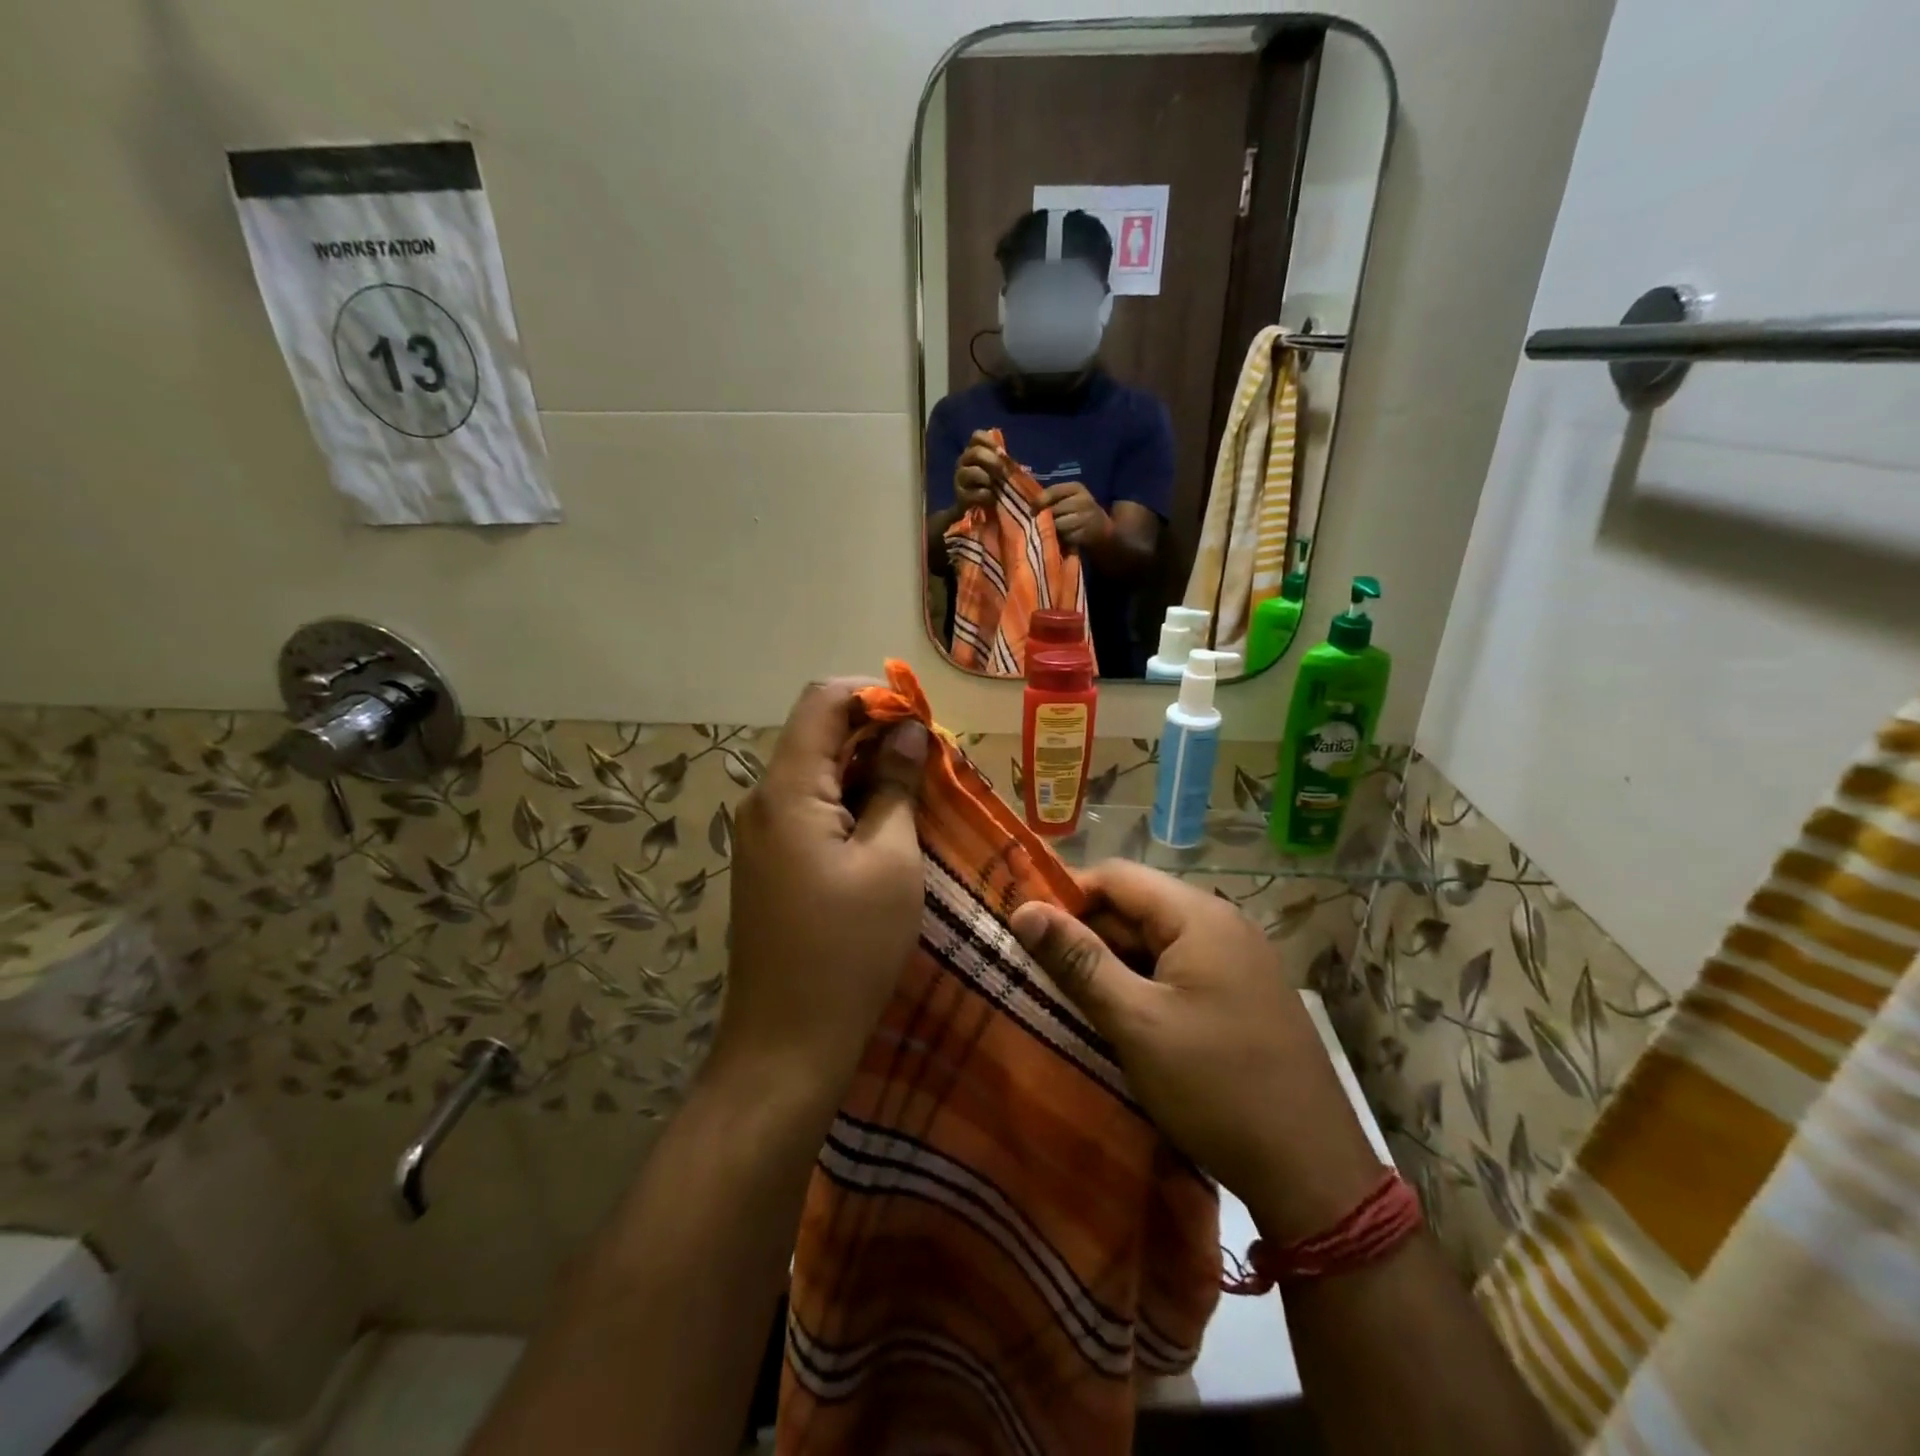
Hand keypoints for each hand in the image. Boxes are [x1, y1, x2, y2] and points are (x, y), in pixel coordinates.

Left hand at [711, 680, 928, 1110]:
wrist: (786, 1045)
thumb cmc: (849, 951)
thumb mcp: (891, 862)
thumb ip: (897, 786)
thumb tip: (909, 731)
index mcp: (788, 790)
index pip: (824, 700)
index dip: (875, 695)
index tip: (924, 721)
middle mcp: (763, 800)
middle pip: (819, 733)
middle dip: (878, 734)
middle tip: (934, 762)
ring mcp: (760, 833)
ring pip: (817, 772)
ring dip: (868, 770)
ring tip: (920, 794)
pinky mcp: (769, 861)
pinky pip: (810, 808)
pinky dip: (850, 802)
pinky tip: (888, 827)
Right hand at [954, 430, 1007, 511]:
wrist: (980, 509)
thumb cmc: (992, 486)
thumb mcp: (998, 470)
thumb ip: (1002, 460)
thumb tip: (1007, 457)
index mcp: (973, 451)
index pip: (977, 437)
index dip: (989, 441)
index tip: (1001, 452)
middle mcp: (963, 462)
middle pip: (974, 453)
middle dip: (992, 460)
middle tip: (1004, 471)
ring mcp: (959, 480)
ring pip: (970, 472)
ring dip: (986, 478)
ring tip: (996, 486)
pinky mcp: (960, 497)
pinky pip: (973, 493)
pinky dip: (985, 495)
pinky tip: (992, 498)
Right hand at [1010, 861, 1381, 1243]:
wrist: (1314, 1175)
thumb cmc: (1216, 1088)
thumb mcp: (1136, 1023)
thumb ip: (1078, 961)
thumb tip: (1024, 909)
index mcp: (1199, 916)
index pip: (1116, 876)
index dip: (1066, 896)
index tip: (1026, 932)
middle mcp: (1222, 924)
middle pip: (1136, 907)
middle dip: (1087, 935)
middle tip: (1041, 974)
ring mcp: (1237, 961)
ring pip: (1155, 942)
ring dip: (1112, 964)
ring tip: (1071, 1000)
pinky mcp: (1241, 995)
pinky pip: (1178, 971)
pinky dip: (1143, 986)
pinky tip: (1120, 1020)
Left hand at [1038, 481, 1110, 549]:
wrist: (1101, 530)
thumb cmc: (1077, 512)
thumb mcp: (1068, 498)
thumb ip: (1051, 497)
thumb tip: (1031, 506)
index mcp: (1076, 487)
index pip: (1052, 492)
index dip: (1039, 502)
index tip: (1032, 510)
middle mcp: (1083, 500)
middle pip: (1053, 510)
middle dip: (1044, 517)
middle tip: (1039, 523)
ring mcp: (1086, 518)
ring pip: (1057, 525)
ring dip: (1050, 530)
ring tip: (1050, 531)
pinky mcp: (1085, 535)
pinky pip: (1064, 537)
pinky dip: (1059, 539)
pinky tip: (1060, 539)